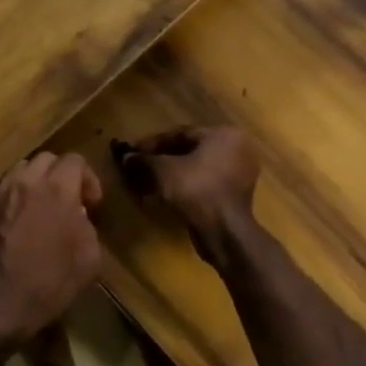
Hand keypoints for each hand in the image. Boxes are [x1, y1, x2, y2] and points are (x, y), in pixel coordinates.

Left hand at [0, 152, 102, 349]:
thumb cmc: (47, 285)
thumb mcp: (88, 260)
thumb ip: (87, 227)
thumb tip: (78, 216)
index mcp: (56, 189)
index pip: (75, 160)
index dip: (88, 179)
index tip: (92, 204)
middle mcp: (25, 183)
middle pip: (46, 159)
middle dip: (61, 175)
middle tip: (69, 202)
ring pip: (21, 171)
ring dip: (36, 183)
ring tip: (42, 209)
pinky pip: (3, 193)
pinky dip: (15, 200)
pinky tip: (18, 226)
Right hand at [116, 126, 259, 243]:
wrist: (224, 231)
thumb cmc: (196, 189)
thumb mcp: (163, 170)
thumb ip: (143, 160)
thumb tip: (125, 157)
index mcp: (223, 134)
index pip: (180, 134)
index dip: (152, 144)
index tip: (132, 152)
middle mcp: (236, 149)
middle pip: (188, 151)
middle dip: (160, 160)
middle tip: (138, 168)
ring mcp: (239, 173)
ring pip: (196, 168)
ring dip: (170, 175)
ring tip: (147, 183)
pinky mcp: (235, 195)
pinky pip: (204, 183)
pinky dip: (184, 186)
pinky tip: (164, 195)